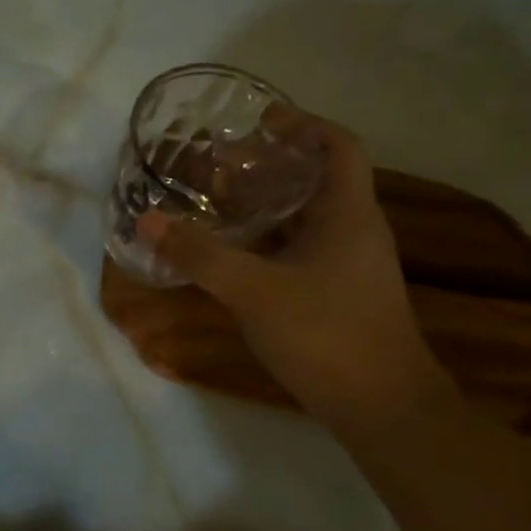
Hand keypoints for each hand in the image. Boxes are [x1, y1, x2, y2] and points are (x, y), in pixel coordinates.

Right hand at [139, 120, 454, 429]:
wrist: (382, 409)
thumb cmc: (326, 334)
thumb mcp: (253, 291)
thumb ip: (199, 254)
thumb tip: (148, 220)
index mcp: (347, 213)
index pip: (338, 145)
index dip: (302, 124)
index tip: (258, 121)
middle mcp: (353, 230)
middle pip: (315, 178)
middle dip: (268, 164)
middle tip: (218, 163)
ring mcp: (347, 264)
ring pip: (304, 217)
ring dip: (264, 204)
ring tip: (215, 200)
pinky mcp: (336, 293)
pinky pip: (298, 249)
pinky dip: (265, 240)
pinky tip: (231, 253)